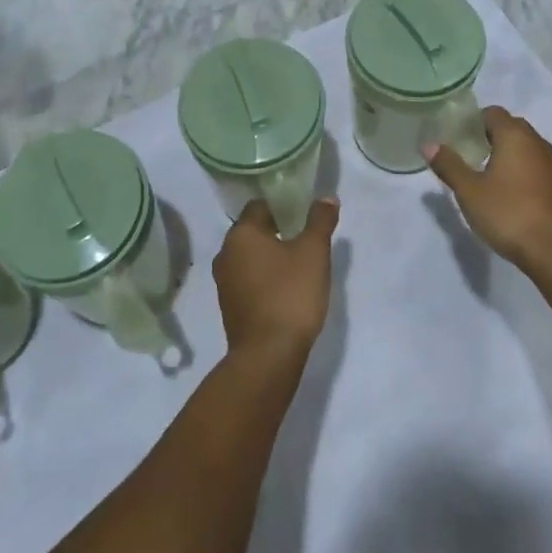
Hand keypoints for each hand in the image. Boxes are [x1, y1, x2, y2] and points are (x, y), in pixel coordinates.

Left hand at [214, 198, 338, 361]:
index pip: (259, 206)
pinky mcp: (229, 307)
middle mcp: (225, 253)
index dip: (282, 206)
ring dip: (269, 256)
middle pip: (252, 231)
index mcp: (241, 234)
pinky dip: (264, 278)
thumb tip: (327, 197)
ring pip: (249, 257)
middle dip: (277, 231)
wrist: (268, 355)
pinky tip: (285, 289)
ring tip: (298, 264)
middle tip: (304, 238)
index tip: (303, 214)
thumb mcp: (314, 252)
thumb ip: (320, 221)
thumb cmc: (291, 294)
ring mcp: (224, 282)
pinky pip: (247, 280)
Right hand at [424, 107, 551, 272]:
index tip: (457, 137)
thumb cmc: (508, 214)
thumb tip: (428, 144)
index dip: (473, 121)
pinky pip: (535, 164)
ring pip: (525, 145)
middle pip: (510, 126)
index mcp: (515, 136)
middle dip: (488, 135)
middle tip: (467, 154)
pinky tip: (508, 191)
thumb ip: (449, 165)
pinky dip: (520, 168)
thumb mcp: (469, 191)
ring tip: (485, 173)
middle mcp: (537, 142)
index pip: (492, 112)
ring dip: (506, 152)